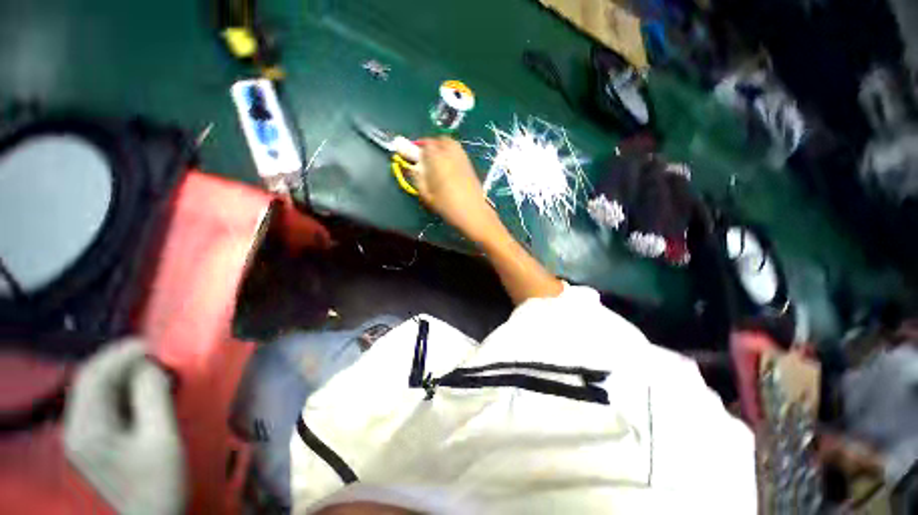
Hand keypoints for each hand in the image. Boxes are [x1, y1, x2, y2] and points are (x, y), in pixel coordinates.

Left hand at [64, 339, 184, 514]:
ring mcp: (81, 435)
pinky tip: (140, 387)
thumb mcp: (161, 437)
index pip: (93, 377)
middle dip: (120, 360)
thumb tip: (151, 364)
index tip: (152, 343)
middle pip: (88, 381)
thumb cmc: (159, 480)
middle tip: (154, 351)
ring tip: (151, 365)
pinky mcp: (91, 440)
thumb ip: (153, 397)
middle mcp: (75, 428)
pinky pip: (101, 403)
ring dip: (121, 373)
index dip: (120, 354)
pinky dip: (120, 388)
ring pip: (94, 390)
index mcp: (86, 430)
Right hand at [409, 138, 500, 242]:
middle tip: (426, 156)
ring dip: (443, 146)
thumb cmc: (448, 207)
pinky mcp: (470, 166)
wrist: (474, 213)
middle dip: (432, 144)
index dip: (419, 146)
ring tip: (438, 159)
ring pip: (452, 143)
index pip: (427, 144)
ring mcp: (463, 159)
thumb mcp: (428, 196)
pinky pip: (459, 152)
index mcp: (439, 161)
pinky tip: (449, 166)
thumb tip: (411, 168)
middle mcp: (452, 155)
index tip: (415, 154)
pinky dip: (452, 153)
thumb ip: (418, 179)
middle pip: (441, 140)